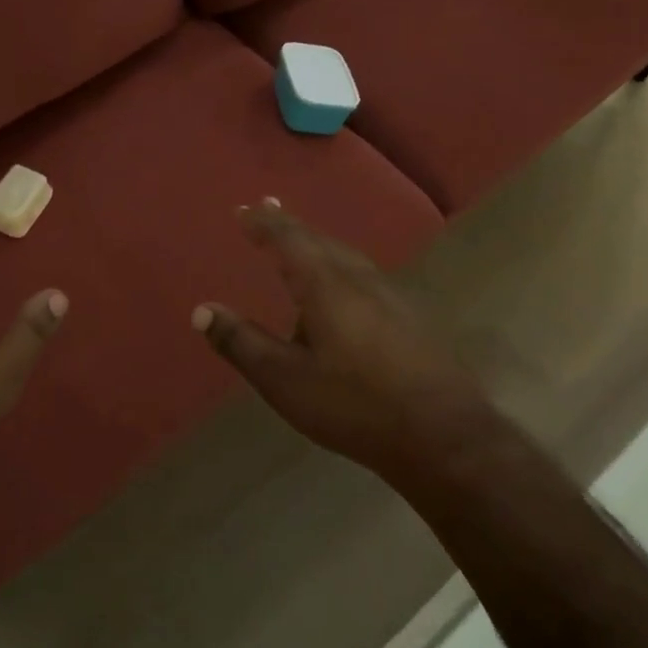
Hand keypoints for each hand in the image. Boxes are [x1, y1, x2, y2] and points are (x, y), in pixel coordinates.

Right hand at [192, 199, 487, 475]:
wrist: (445, 437)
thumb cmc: (354, 405)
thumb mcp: (284, 379)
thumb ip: (241, 343)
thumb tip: (201, 310)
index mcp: (326, 285)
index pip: (288, 239)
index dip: (264, 223)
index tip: (245, 210)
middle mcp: (360, 279)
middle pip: (320, 240)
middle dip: (290, 226)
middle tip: (269, 209)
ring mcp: (393, 296)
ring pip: (347, 257)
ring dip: (318, 245)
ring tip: (302, 245)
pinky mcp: (413, 319)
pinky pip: (366, 276)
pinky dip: (341, 267)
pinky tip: (346, 290)